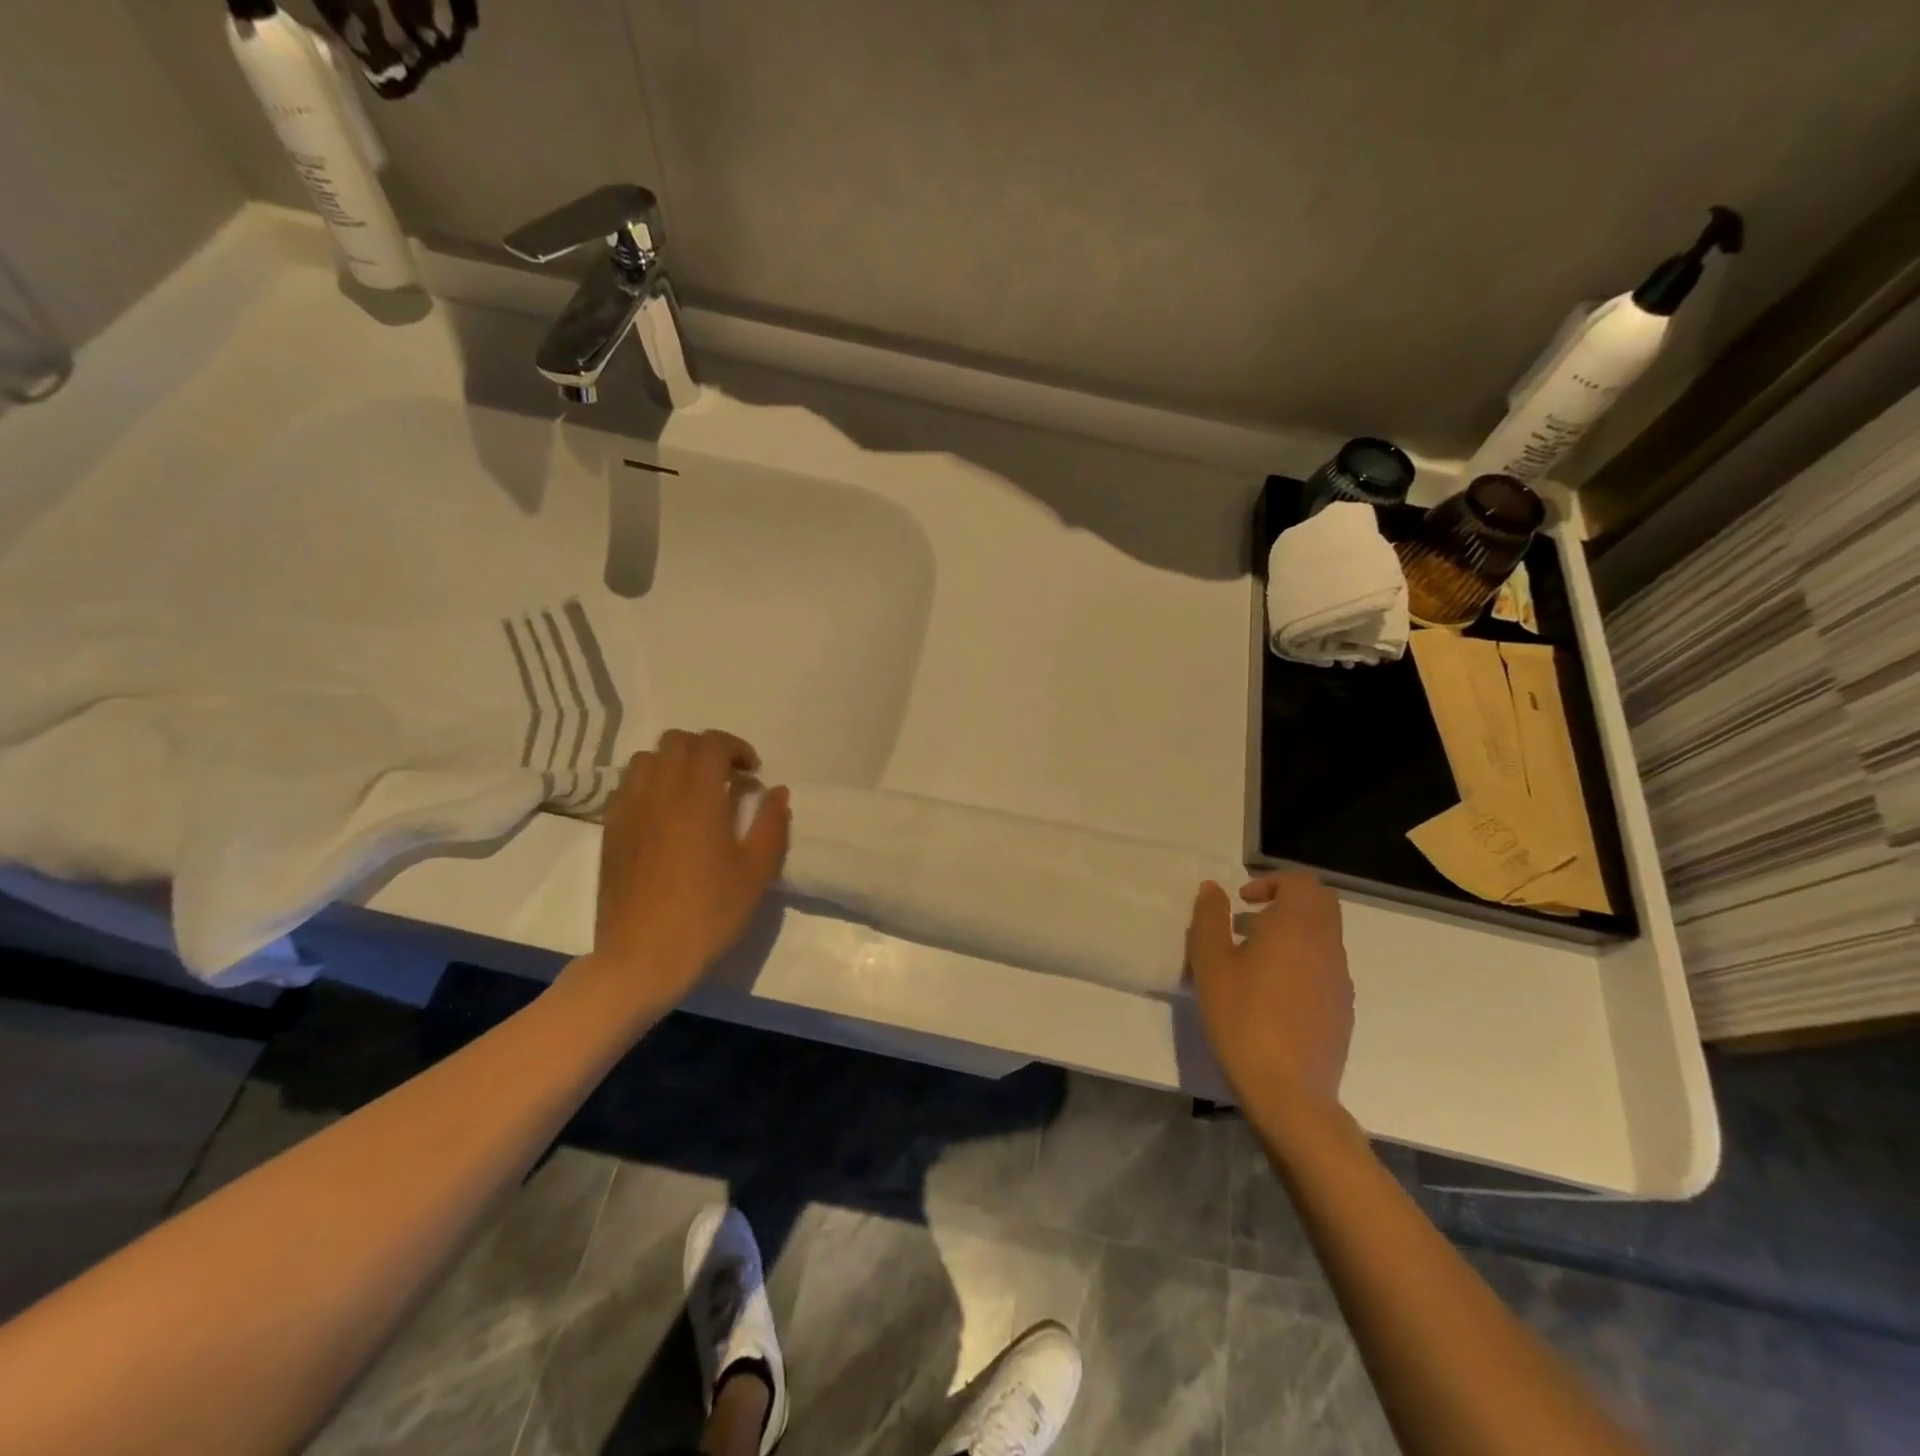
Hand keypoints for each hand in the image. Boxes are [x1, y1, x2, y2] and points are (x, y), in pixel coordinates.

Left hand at [571, 729, 790, 1020]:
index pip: (711, 743)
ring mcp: (629, 810)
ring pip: (647, 758)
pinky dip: (651, 783)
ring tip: (694, 792)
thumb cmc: (707, 915)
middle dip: (706, 749)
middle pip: (676, 741)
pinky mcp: (611, 830)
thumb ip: (771, 825)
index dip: (736, 748)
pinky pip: (628, 785)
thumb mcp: (755, 873)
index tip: (752, 773)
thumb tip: (776, 792)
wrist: (642, 957)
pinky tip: (665, 814)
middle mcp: (659, 792)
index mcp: (697, 798)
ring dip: (675, 763)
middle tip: (727, 779)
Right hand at [1186, 872, 1353, 1124]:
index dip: (1271, 882)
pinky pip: (1325, 967)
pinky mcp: (1343, 1009)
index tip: (1242, 902)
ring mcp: (1340, 979)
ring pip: (1323, 936)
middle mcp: (1327, 946)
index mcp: (1297, 927)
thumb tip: (1213, 889)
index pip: (1300, 882)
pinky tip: (1271, 994)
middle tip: (1249, 921)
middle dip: (1286, 902)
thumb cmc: (1242, 1018)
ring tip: (1252, 960)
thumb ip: (1210, 919)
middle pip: (1320, 904)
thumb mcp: (1210, 964)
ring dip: (1292, 933)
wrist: (1288, 1092)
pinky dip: (1302, 962)